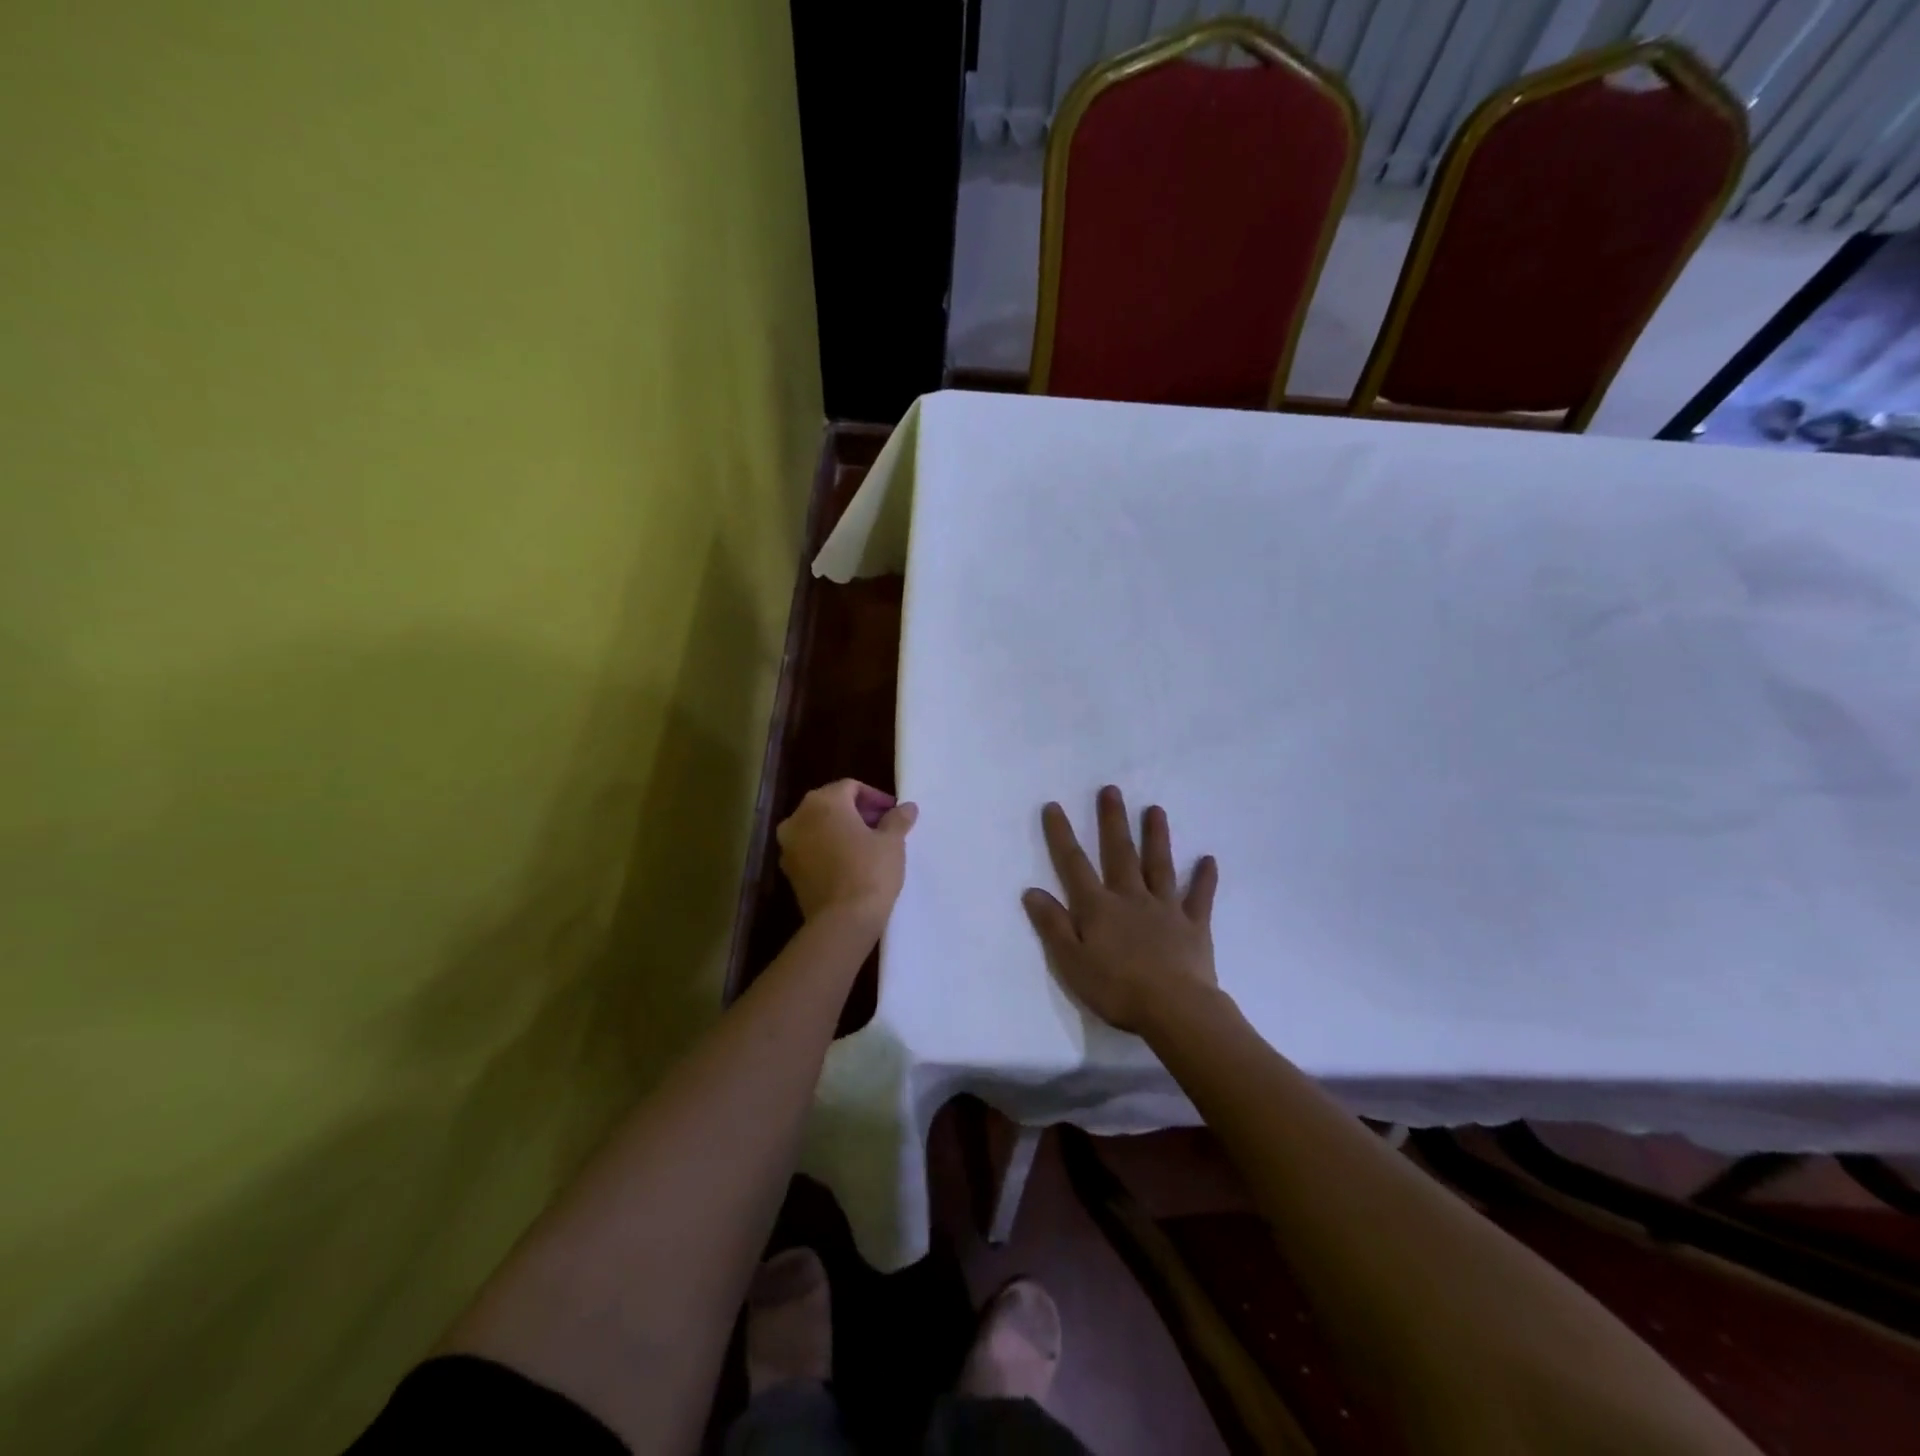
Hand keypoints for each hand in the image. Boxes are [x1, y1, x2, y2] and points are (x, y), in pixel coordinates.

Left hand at [777, 780, 917, 930]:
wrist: (842, 922)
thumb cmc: (870, 872)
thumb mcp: (892, 842)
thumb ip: (898, 819)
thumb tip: (907, 807)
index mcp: (823, 802)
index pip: (851, 787)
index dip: (875, 797)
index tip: (894, 813)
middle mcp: (798, 818)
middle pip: (831, 804)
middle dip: (858, 812)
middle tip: (884, 828)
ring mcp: (789, 845)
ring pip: (819, 827)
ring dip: (842, 830)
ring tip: (869, 846)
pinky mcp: (789, 870)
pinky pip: (811, 849)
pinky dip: (829, 849)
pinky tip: (851, 864)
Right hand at [1022, 786, 1218, 1034]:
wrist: (1175, 1009)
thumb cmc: (1116, 989)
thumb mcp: (1071, 961)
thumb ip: (1052, 925)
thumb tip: (1032, 890)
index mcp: (1098, 907)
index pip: (1074, 864)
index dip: (1062, 835)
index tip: (1054, 806)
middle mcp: (1131, 897)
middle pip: (1120, 853)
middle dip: (1113, 821)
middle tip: (1111, 790)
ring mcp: (1165, 908)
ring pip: (1159, 865)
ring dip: (1156, 836)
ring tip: (1155, 809)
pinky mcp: (1194, 925)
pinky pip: (1200, 897)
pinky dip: (1204, 878)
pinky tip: (1208, 859)